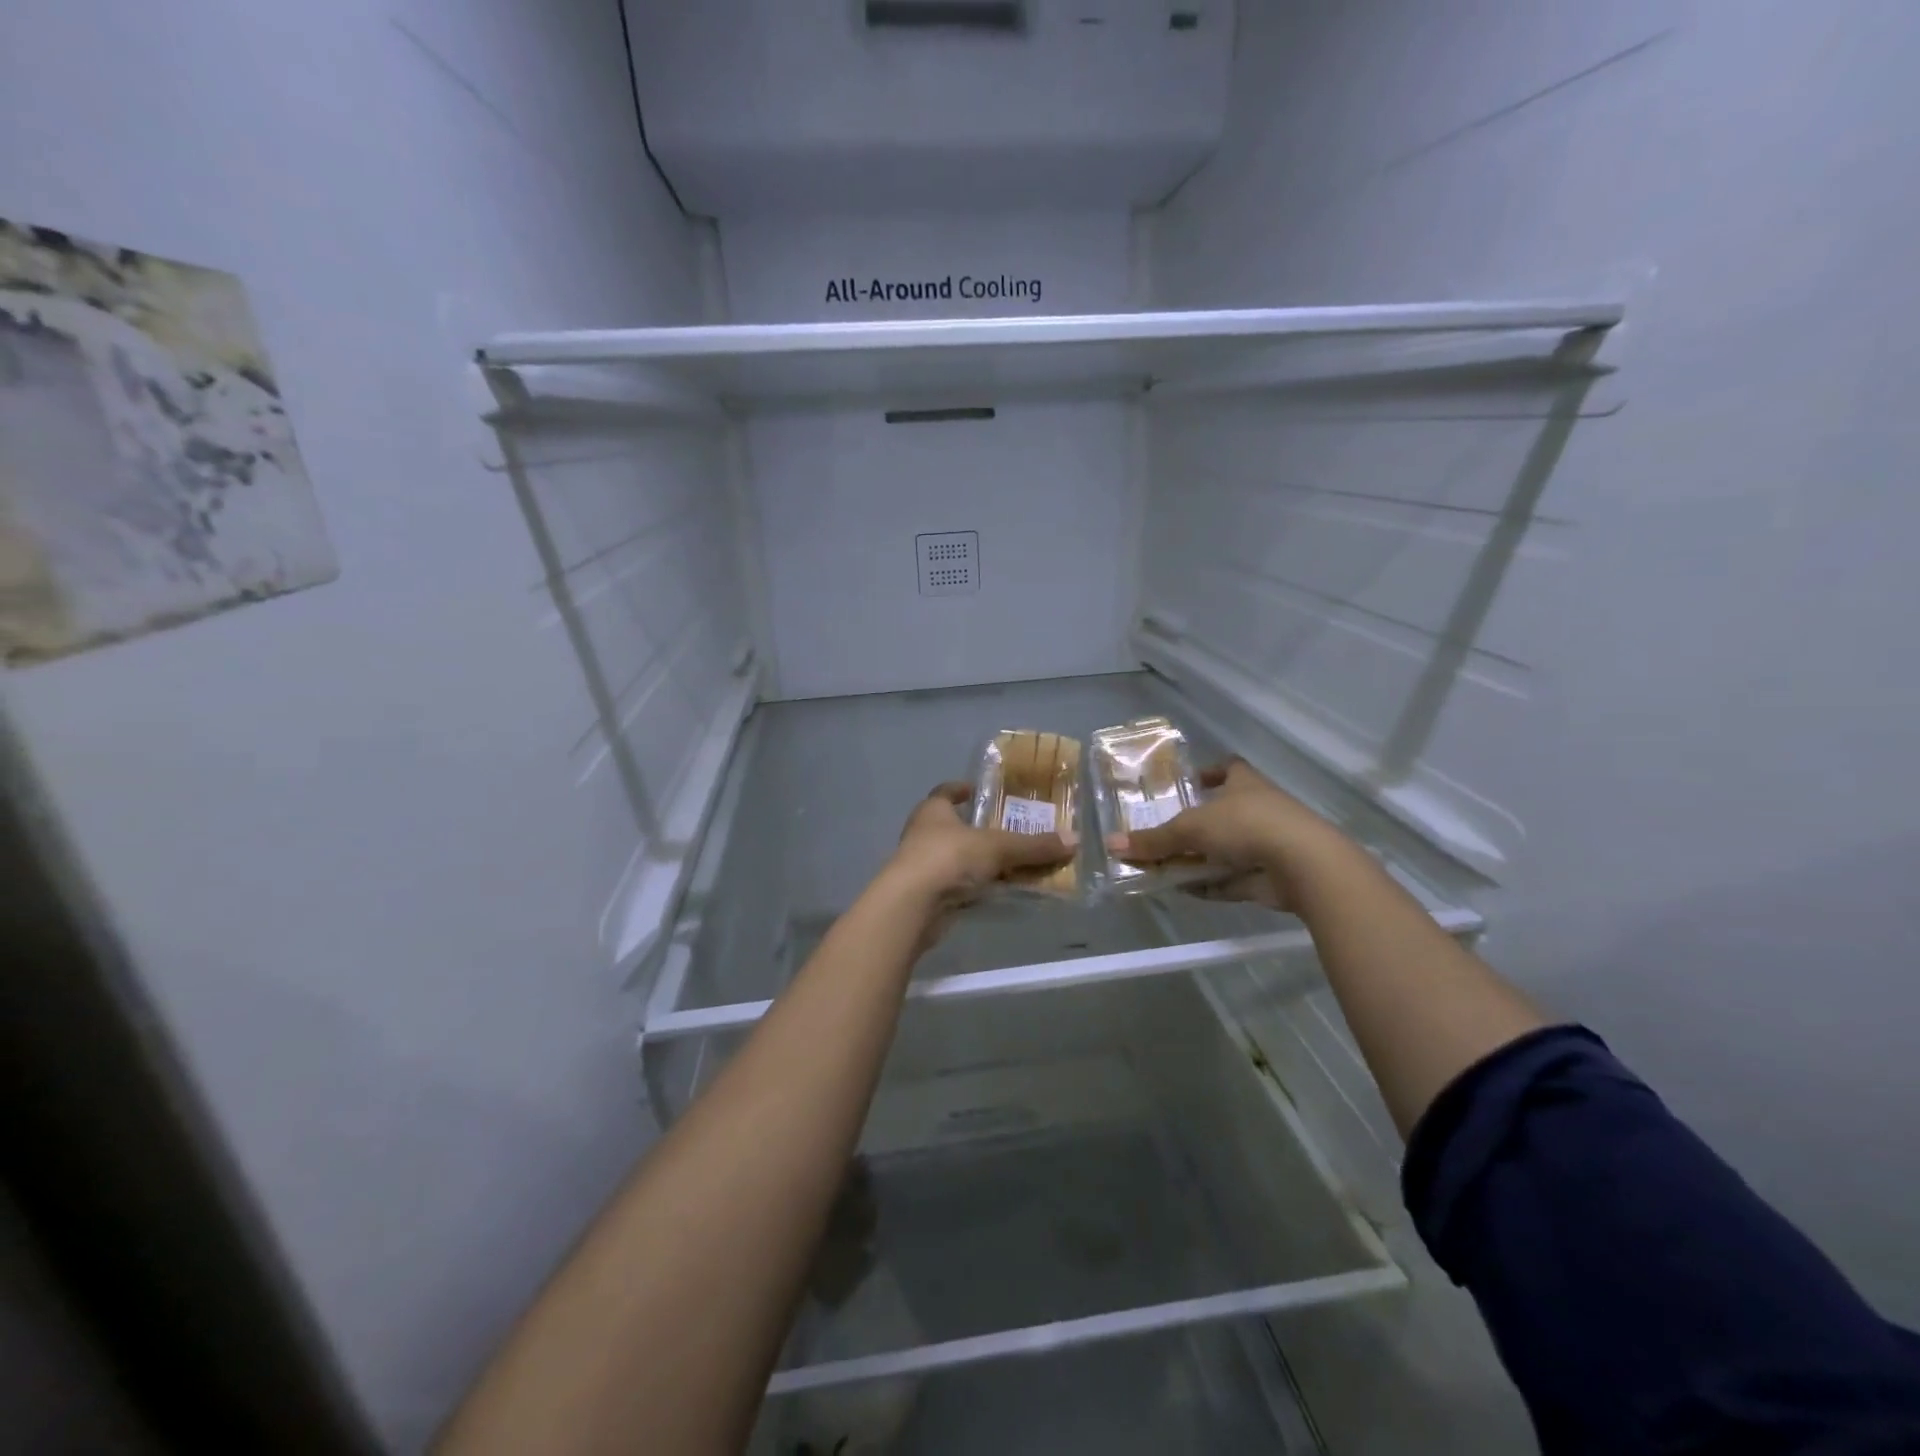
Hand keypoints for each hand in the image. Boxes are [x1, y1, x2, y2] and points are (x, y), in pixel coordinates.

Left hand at [886, 782, 1073, 903]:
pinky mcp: (931, 896)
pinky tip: (1005, 890)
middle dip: (983, 830)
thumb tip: (1074, 840)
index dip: (961, 789)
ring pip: (962, 859)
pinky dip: (982, 887)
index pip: (946, 792)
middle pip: (957, 827)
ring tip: (1018, 861)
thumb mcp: (998, 847)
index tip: (977, 789)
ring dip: (985, 862)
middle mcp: (925, 834)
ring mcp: (926, 867)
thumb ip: (1034, 846)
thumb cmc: (949, 858)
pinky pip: (964, 886)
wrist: (913, 906)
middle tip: (1014, 829)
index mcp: (933, 810)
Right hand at [1109, 760, 1344, 908]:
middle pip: (1222, 812)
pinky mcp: (1268, 875)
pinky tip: (1183, 890)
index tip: (1187, 782)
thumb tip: (1112, 844)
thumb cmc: (1246, 826)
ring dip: (1198, 858)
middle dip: (1194, 823)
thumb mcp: (1191, 828)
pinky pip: (1231, 878)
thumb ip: (1154, 840)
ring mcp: (1266, 843)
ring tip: (1163, 865)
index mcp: (1244, 783)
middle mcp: (1257, 808)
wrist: (1303, 865)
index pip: (1228, 768)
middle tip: (1161, 832)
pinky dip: (1209, 884)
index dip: (1208, 772)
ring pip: (1225, 849)